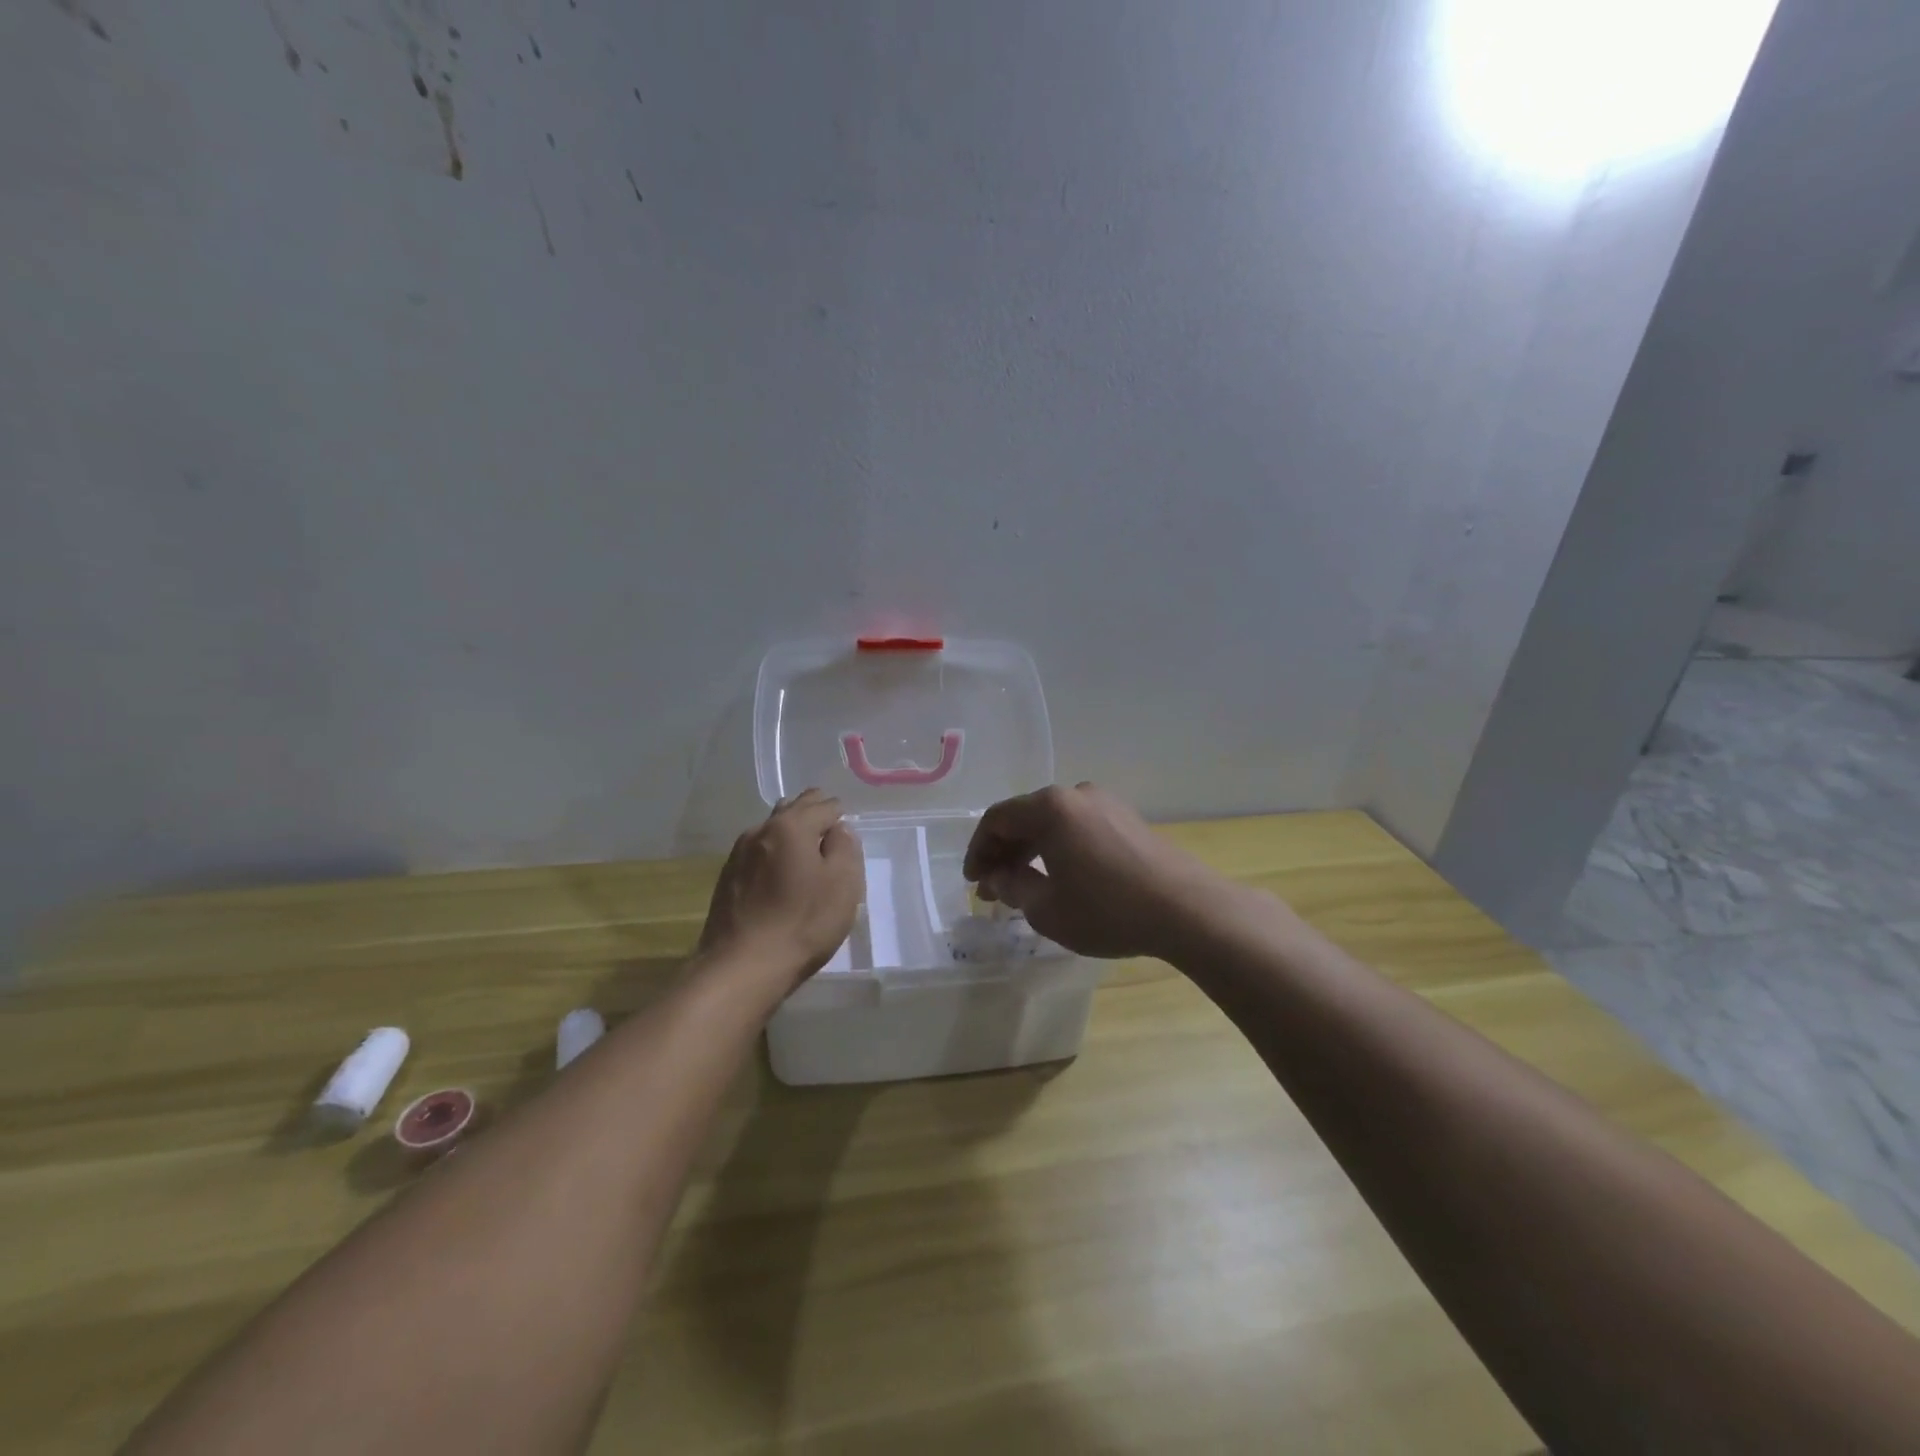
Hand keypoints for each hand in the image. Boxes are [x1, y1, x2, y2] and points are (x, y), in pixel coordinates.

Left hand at [697, 789, 862, 993]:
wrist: (742, 967)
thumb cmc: (803, 923)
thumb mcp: (843, 884)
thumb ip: (845, 847)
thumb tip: (838, 829)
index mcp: (791, 826)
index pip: (824, 805)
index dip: (840, 815)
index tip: (848, 831)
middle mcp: (761, 830)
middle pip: (793, 808)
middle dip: (814, 813)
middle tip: (830, 831)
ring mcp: (739, 854)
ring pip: (772, 829)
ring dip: (791, 832)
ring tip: (806, 850)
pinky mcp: (727, 878)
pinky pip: (758, 851)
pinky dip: (774, 853)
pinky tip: (779, 873)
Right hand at [962, 782, 1227, 959]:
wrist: (1186, 910)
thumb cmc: (1106, 909)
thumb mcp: (1046, 908)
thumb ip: (1013, 887)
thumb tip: (998, 877)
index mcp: (1050, 807)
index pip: (997, 819)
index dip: (978, 850)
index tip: (973, 881)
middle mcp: (1076, 794)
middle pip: (1026, 817)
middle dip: (1004, 852)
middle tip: (992, 888)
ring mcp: (1106, 804)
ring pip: (1054, 823)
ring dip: (1032, 852)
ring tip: (1022, 887)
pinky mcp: (1128, 820)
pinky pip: (1079, 829)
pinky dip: (1060, 849)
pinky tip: (1059, 877)